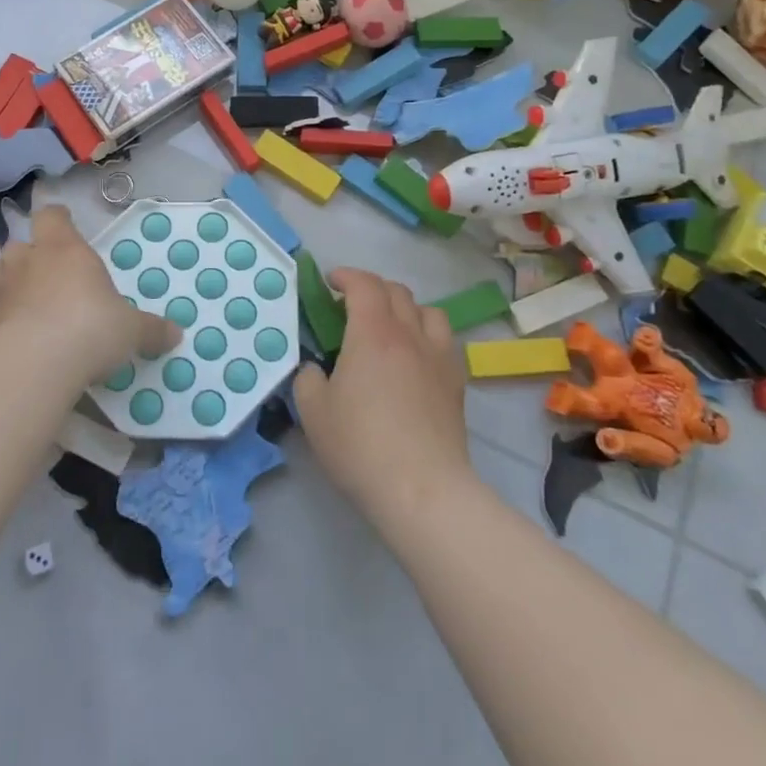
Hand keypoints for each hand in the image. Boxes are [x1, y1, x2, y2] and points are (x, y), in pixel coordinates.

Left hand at [0, 204, 177, 380]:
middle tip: (46, 279)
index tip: (63, 225)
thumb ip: (151, 329)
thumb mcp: (131, 330)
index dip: (57, 219)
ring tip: (17, 302)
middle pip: (19, 245)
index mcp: (63, 248)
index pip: (52, 215)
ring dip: (3, 283)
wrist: (38, 362)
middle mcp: (25, 259)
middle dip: (29, 258)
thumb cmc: (92, 328)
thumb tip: (177, 334)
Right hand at [294, 268, 472, 529]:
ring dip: (405, 308)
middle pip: (396, 291)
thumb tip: (316, 368)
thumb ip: (308, 377)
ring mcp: (438, 357)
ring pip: (428, 310)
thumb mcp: (313, 411)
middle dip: (372, 288)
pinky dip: (427, 335)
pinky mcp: (456, 383)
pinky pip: (444, 340)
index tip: (330, 282)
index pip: (364, 284)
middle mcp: (409, 335)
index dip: (346, 276)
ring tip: (390, 327)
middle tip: (352, 306)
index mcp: (372, 333)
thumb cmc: (360, 445)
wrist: (422, 489)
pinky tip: (416, 358)